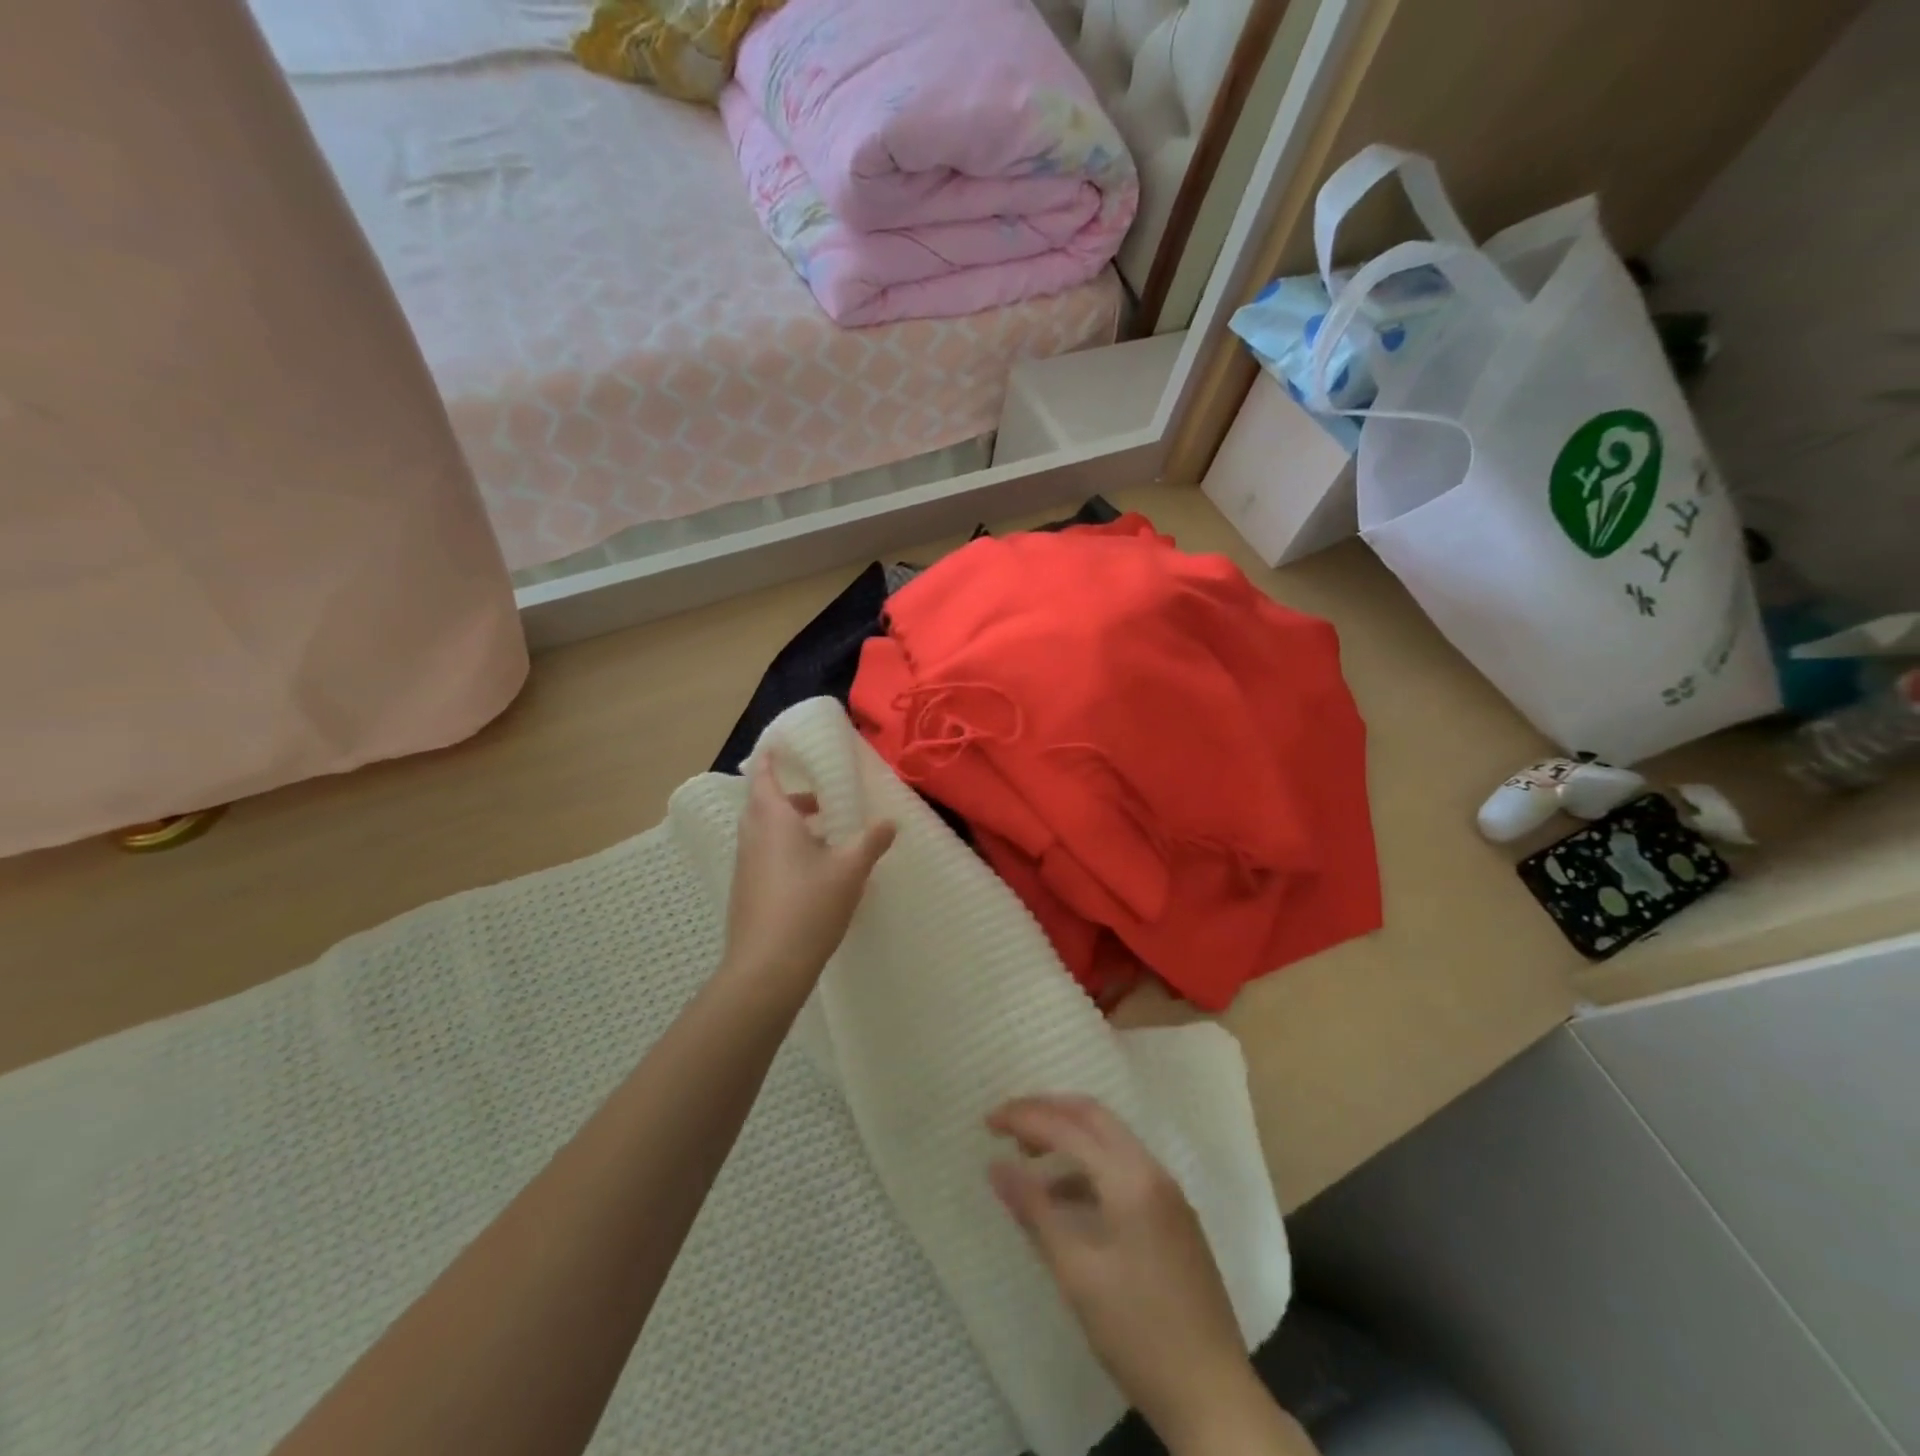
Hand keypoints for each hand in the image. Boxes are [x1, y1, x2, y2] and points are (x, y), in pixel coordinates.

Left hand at [723, 753, 895, 989]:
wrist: (766, 967)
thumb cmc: (809, 906)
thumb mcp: (850, 869)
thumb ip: (871, 842)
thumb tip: (890, 822)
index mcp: (773, 820)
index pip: (765, 777)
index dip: (770, 759)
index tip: (777, 745)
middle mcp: (753, 837)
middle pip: (764, 805)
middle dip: (789, 798)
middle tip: (819, 799)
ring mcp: (746, 866)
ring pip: (764, 833)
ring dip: (789, 827)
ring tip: (825, 837)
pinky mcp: (747, 892)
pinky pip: (764, 857)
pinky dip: (784, 851)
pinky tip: (812, 874)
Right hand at [987, 1095, 1263, 1449]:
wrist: (1214, 1398)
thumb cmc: (1138, 1333)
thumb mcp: (1077, 1273)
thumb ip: (1035, 1211)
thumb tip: (995, 1167)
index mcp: (1131, 1178)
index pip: (1068, 1127)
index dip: (1024, 1118)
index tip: (987, 1122)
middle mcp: (1152, 1171)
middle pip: (1093, 1117)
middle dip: (1047, 1112)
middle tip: (1007, 1125)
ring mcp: (1167, 1194)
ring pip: (1110, 1141)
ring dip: (1068, 1137)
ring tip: (1028, 1159)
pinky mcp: (1173, 1218)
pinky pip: (1123, 1169)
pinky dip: (1088, 1168)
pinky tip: (1064, 1200)